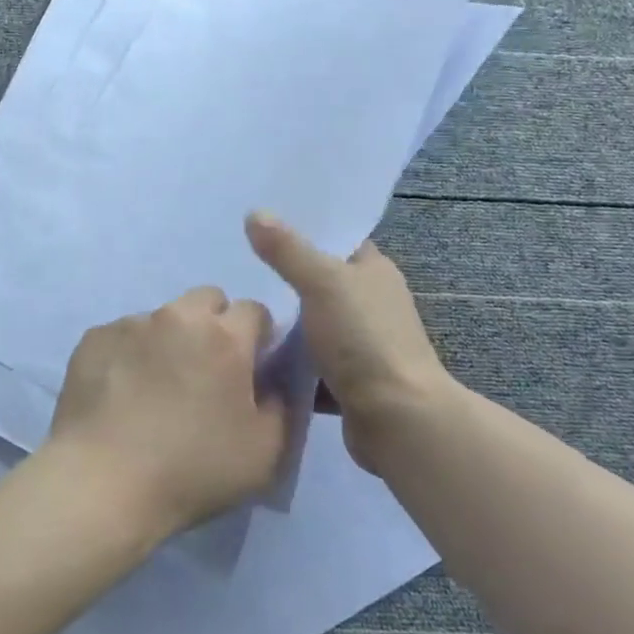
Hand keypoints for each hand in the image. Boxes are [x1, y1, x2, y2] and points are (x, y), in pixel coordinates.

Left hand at [45, 286, 288, 539]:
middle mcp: (177, 317)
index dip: (257, 336)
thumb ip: (280, 406)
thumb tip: (270, 382)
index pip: (254, 310)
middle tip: (207, 369)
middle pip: (207, 299)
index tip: (250, 367)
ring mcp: (131, 324)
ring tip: (156, 387)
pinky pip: (123, 335)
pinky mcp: (94, 338)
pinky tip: (121, 393)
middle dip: (214, 324)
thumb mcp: (265, 453)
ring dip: (169, 339)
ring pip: (162, 317)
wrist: (103, 482)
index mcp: (224, 337)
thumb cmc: (192, 471)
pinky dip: (130, 354)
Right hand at [246, 211, 454, 471]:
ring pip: (312, 325)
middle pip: (320, 283)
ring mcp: (362, 346)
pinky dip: (288, 364)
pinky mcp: (350, 382)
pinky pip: (310, 365)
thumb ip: (287, 250)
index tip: (260, 226)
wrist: (398, 420)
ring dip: (283, 324)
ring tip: (236, 310)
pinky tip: (253, 356)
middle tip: (236, 268)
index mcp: (374, 272)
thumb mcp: (322, 283)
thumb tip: (254, 213)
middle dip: (283, 278)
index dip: (304, 230)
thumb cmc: (364, 339)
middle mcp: (372, 304)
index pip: (337, 239)